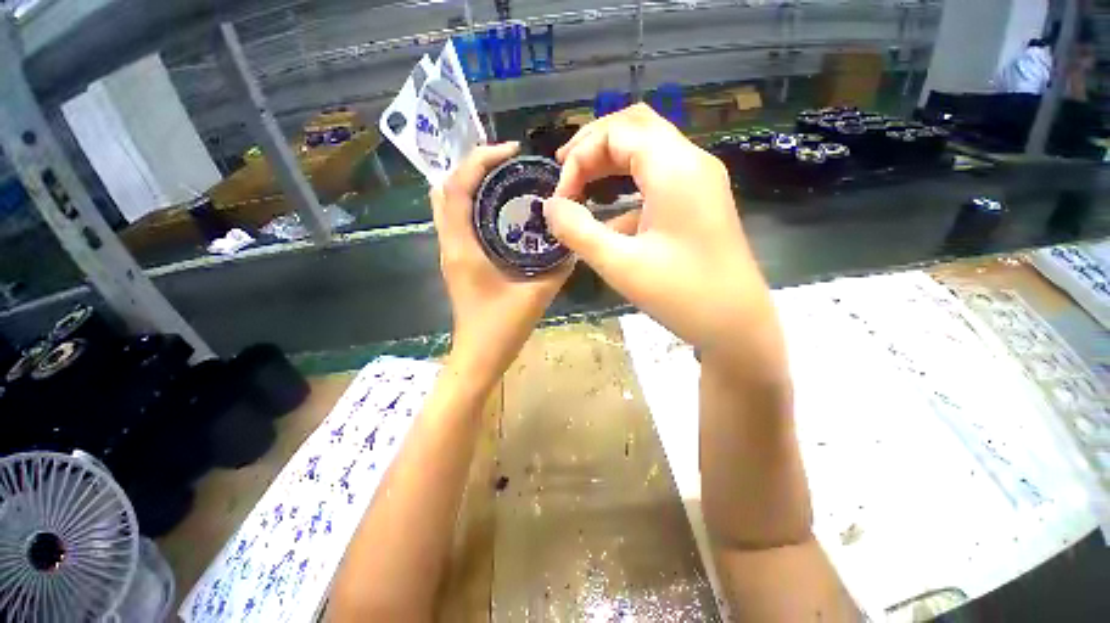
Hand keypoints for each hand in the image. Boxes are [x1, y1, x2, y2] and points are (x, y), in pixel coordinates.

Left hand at [431, 142, 570, 388]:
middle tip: (510, 165)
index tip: (512, 152)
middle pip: (447, 188)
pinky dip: (474, 204)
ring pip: (449, 203)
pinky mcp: (458, 259)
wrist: (479, 356)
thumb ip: (558, 265)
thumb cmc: (502, 328)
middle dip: (475, 167)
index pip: (458, 186)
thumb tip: (573, 239)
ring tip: (506, 180)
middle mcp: (450, 243)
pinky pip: (458, 219)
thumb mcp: (538, 293)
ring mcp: (451, 251)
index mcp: (463, 247)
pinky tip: (502, 210)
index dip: (480, 159)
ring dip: (473, 184)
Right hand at [544, 104, 775, 368]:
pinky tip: (609, 216)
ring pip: (647, 149)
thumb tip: (550, 206)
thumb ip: (578, 231)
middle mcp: (691, 162)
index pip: (617, 133)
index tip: (561, 198)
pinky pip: (657, 177)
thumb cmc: (682, 295)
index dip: (580, 157)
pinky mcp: (698, 201)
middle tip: (564, 173)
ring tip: (580, 184)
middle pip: (635, 127)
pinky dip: (627, 185)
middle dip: (593, 146)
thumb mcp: (620, 265)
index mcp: (675, 170)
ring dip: (609, 161)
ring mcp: (699, 181)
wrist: (737, 325)